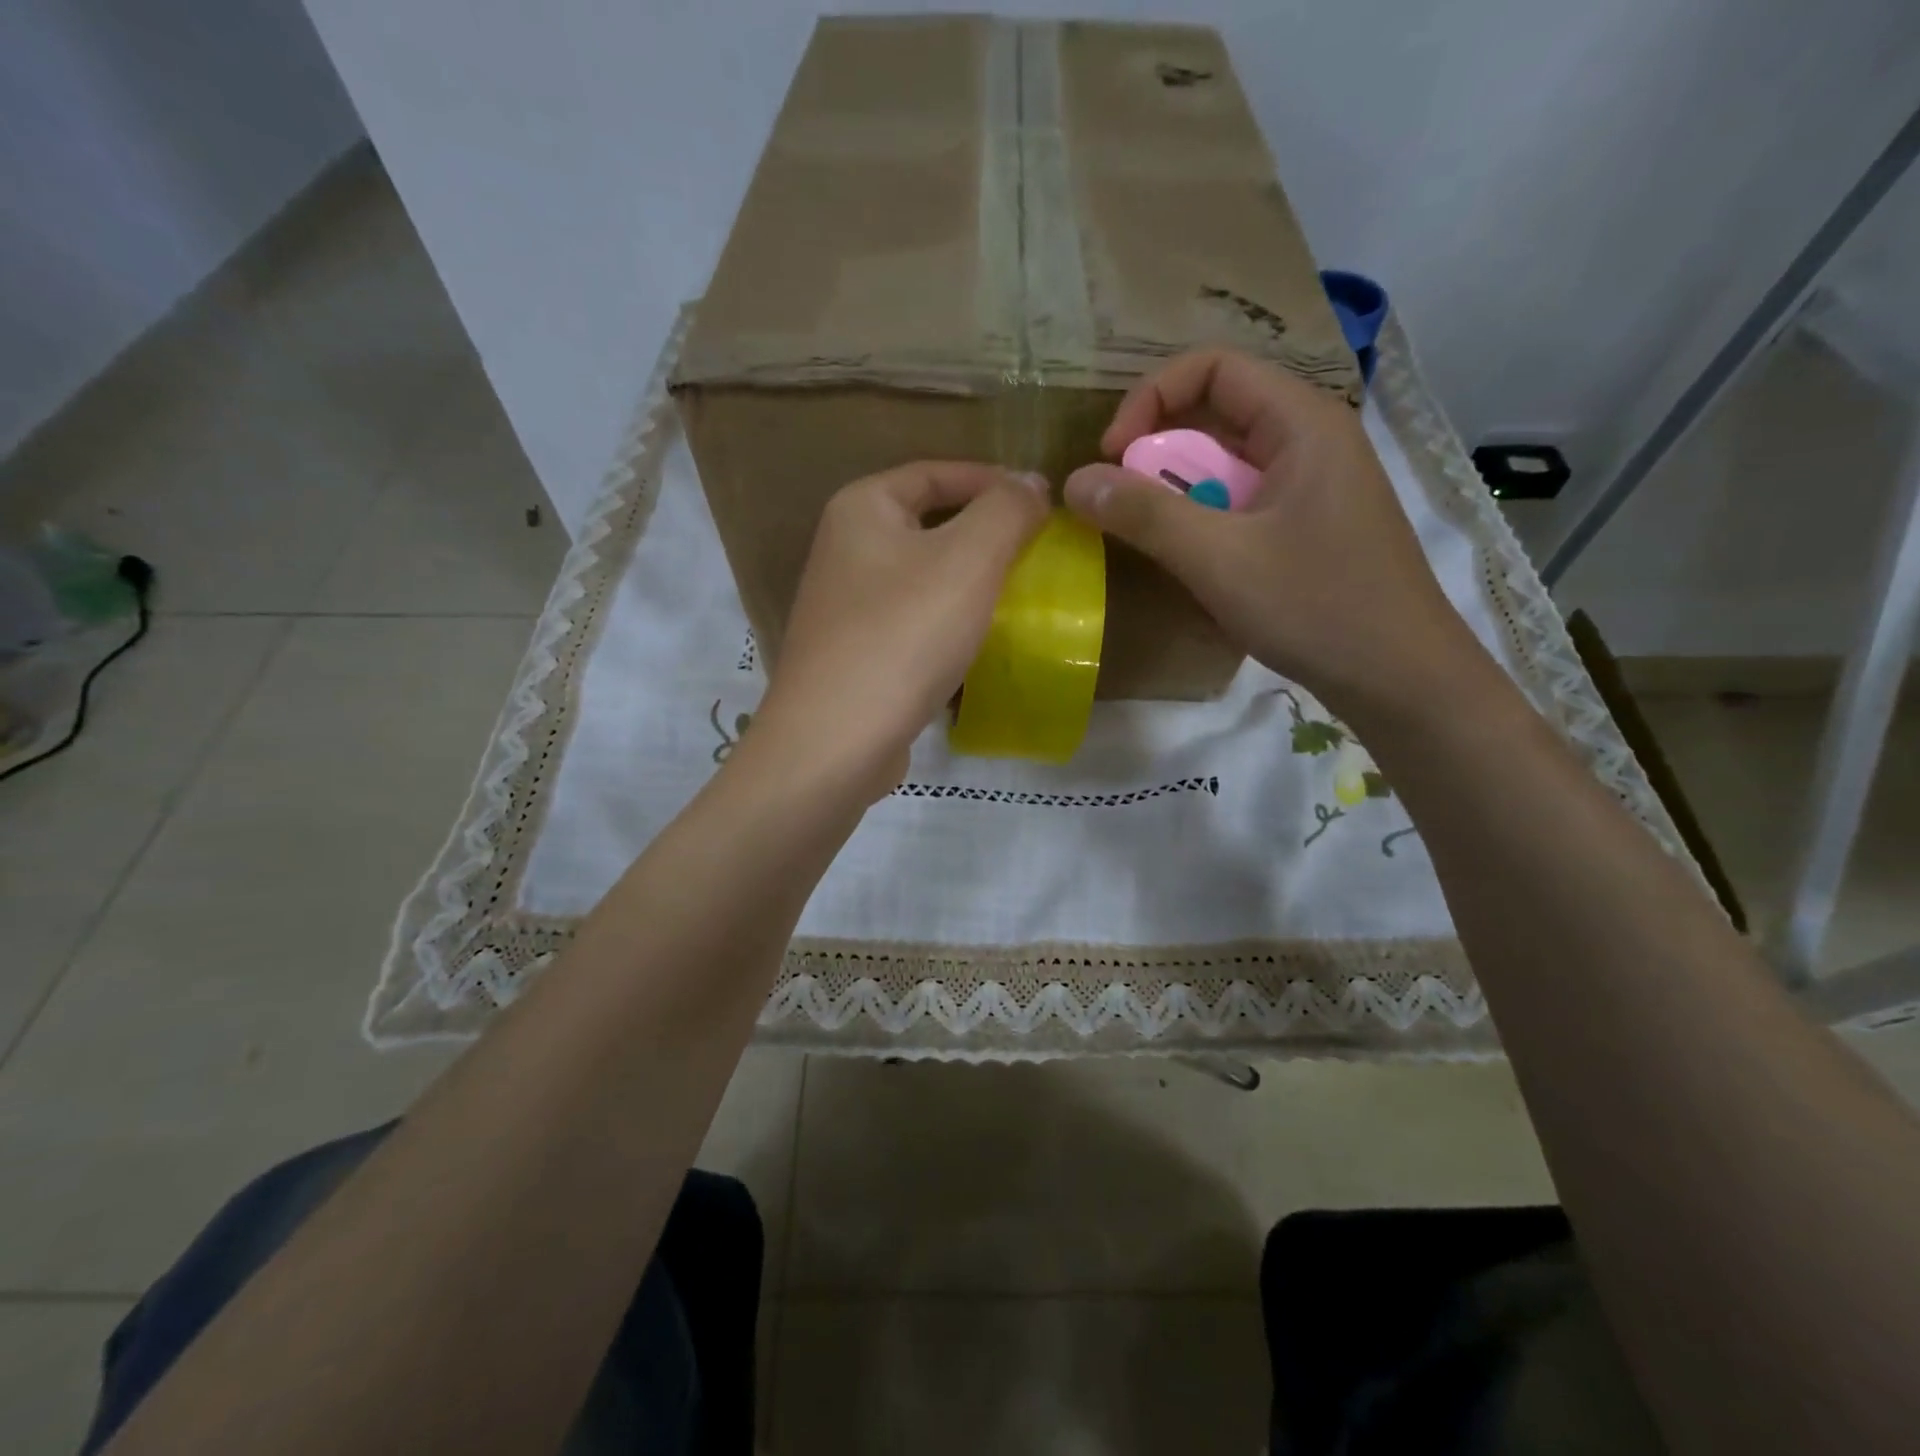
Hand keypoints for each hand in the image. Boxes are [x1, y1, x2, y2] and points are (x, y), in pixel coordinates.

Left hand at [754, 462, 1048, 792]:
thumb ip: (1007, 510)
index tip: (1042, 504)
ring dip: (968, 584)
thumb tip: (1031, 483)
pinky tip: (978, 644)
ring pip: (922, 578)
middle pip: (928, 524)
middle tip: (1036, 552)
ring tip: (1018, 597)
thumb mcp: (968, 560)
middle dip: (984, 535)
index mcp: (861, 509)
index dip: (992, 481)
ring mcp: (845, 607)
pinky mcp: (854, 656)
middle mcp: (844, 550)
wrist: (835, 742)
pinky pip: (912, 623)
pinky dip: (947, 624)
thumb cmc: (902, 637)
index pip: (935, 472)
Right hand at [1063, 349, 1481, 720]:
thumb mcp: (1219, 560)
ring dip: (1179, 492)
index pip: (1212, 368)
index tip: (1113, 457)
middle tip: (1123, 504)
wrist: (1401, 678)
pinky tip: (1194, 562)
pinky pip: (1242, 501)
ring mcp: (1313, 485)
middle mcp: (1311, 439)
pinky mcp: (1310, 525)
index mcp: (1302, 422)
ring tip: (1153, 537)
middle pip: (1217, 413)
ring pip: (1227, 463)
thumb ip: (1145, 515)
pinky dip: (1205, 520)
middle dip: (1158, 451)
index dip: (1150, 399)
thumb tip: (1074, 481)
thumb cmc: (1317, 607)